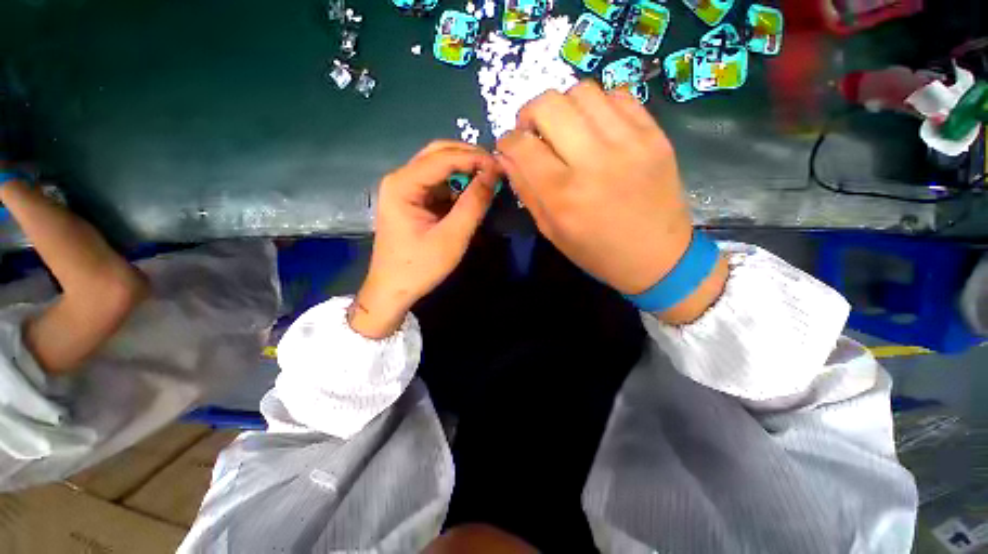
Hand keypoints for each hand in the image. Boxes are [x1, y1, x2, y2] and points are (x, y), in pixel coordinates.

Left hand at [350, 141, 500, 338]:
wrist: (393, 289)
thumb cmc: (420, 267)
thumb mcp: (452, 237)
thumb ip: (473, 204)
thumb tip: (493, 175)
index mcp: (403, 184)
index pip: (443, 157)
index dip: (474, 157)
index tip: (501, 167)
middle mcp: (400, 179)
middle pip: (438, 154)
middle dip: (469, 158)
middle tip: (495, 170)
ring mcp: (405, 189)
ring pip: (439, 167)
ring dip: (464, 171)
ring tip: (488, 181)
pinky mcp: (412, 201)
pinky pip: (438, 184)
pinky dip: (457, 186)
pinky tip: (472, 194)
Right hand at [496, 81, 726, 322]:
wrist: (657, 257)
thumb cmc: (596, 252)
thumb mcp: (551, 231)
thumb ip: (526, 190)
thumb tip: (507, 156)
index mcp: (563, 194)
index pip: (522, 145)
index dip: (507, 141)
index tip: (509, 146)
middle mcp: (593, 161)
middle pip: (549, 104)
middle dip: (529, 113)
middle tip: (533, 131)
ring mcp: (629, 142)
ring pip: (582, 91)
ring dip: (563, 106)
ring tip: (565, 128)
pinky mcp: (654, 135)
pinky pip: (617, 95)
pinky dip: (597, 106)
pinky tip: (596, 128)